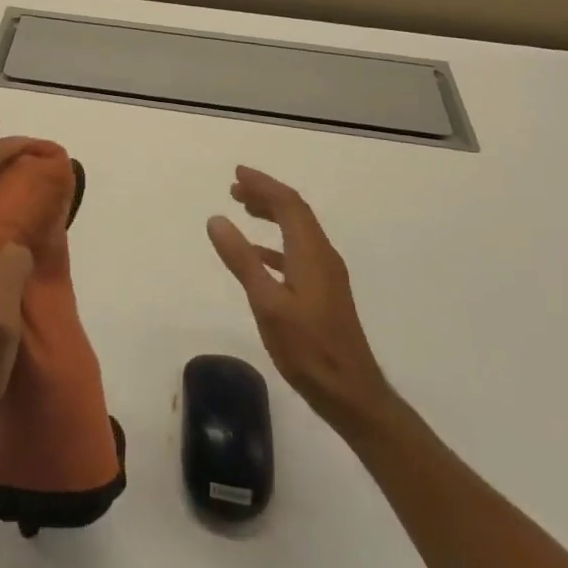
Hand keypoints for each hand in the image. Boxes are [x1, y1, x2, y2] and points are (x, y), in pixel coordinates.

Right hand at [208, 167, 391, 434]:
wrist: (351, 393)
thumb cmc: (307, 348)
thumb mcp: (267, 303)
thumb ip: (242, 259)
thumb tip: (217, 219)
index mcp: (311, 253)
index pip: (288, 204)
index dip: (263, 184)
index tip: (237, 174)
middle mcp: (323, 256)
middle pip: (295, 212)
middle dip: (266, 195)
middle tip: (235, 188)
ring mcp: (327, 274)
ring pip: (297, 231)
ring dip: (272, 215)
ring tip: (244, 209)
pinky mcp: (325, 292)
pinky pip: (298, 251)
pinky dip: (275, 243)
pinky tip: (258, 254)